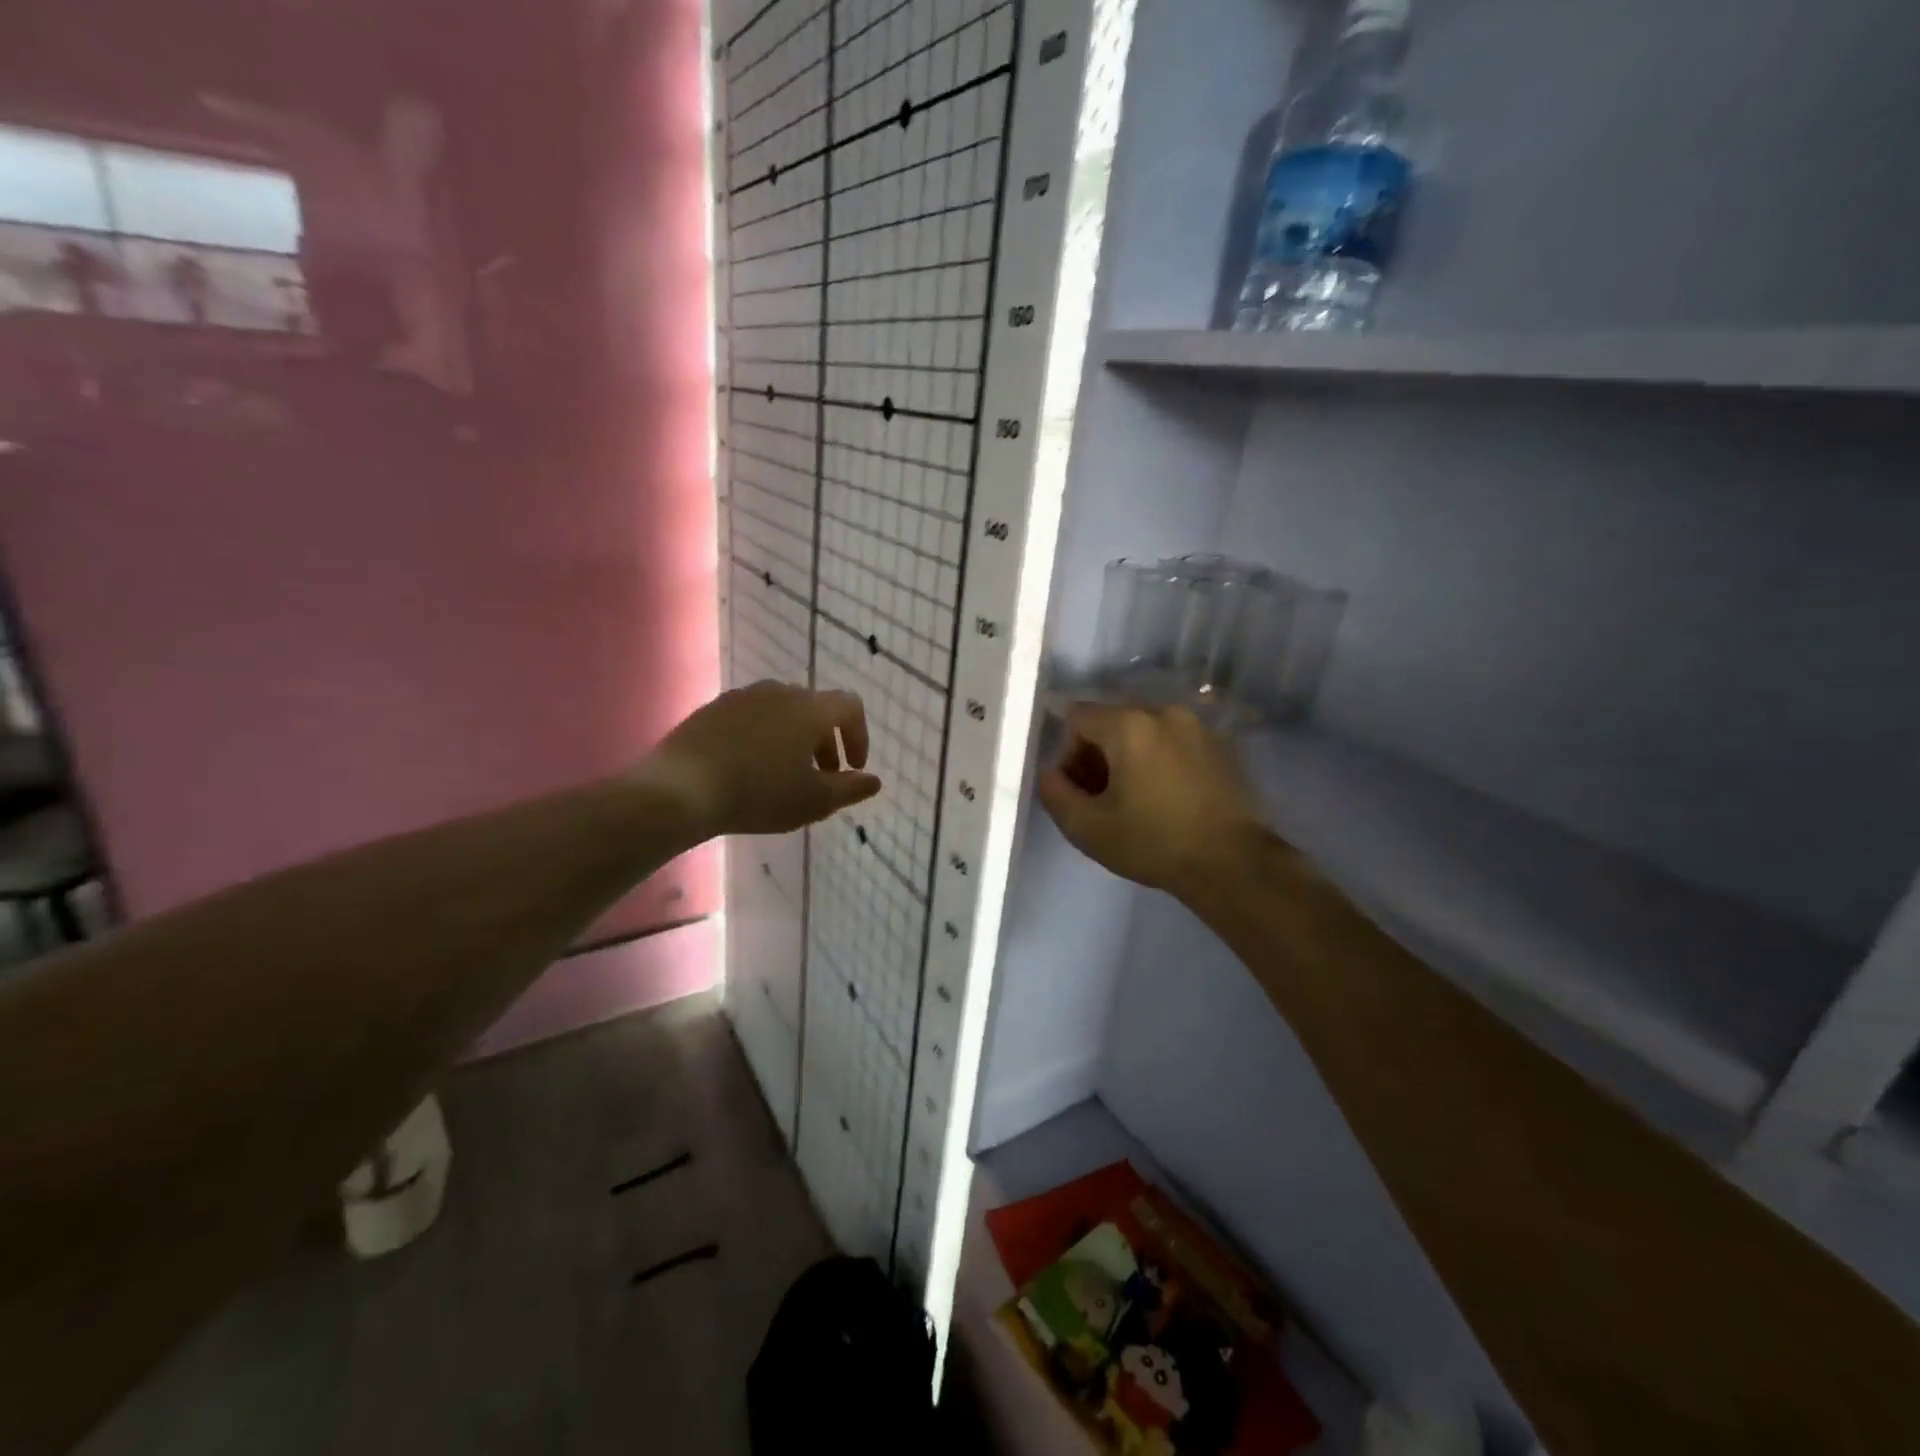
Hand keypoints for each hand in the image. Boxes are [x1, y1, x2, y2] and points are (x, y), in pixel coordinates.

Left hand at [642, 682, 881, 837]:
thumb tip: (873, 780)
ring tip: (784, 774)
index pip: (850, 706)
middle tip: (821, 776)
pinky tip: (748, 768)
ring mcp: (743, 697)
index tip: (852, 769)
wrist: (680, 789)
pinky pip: (751, 717)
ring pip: (782, 711)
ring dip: (794, 738)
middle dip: (826, 741)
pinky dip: (763, 737)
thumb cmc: (759, 794)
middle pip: (816, 708)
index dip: (859, 736)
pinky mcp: (713, 708)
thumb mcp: (814, 801)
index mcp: (810, 709)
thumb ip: (850, 789)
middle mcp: (780, 692)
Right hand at [1037, 705, 1262, 895]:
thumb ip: (1055, 793)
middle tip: (1104, 798)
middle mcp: (1164, 712)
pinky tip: (1169, 798)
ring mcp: (1198, 726)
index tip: (1081, 790)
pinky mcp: (1222, 745)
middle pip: (1112, 720)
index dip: (1068, 753)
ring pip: (1145, 731)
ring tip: (1138, 800)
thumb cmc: (1153, 843)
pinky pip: (1175, 742)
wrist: (1232, 863)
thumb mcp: (1087, 828)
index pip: (1077, 717)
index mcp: (1129, 724)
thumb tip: (1051, 773)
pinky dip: (1161, 760)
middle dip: (1099, 754)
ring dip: (1130, 757)